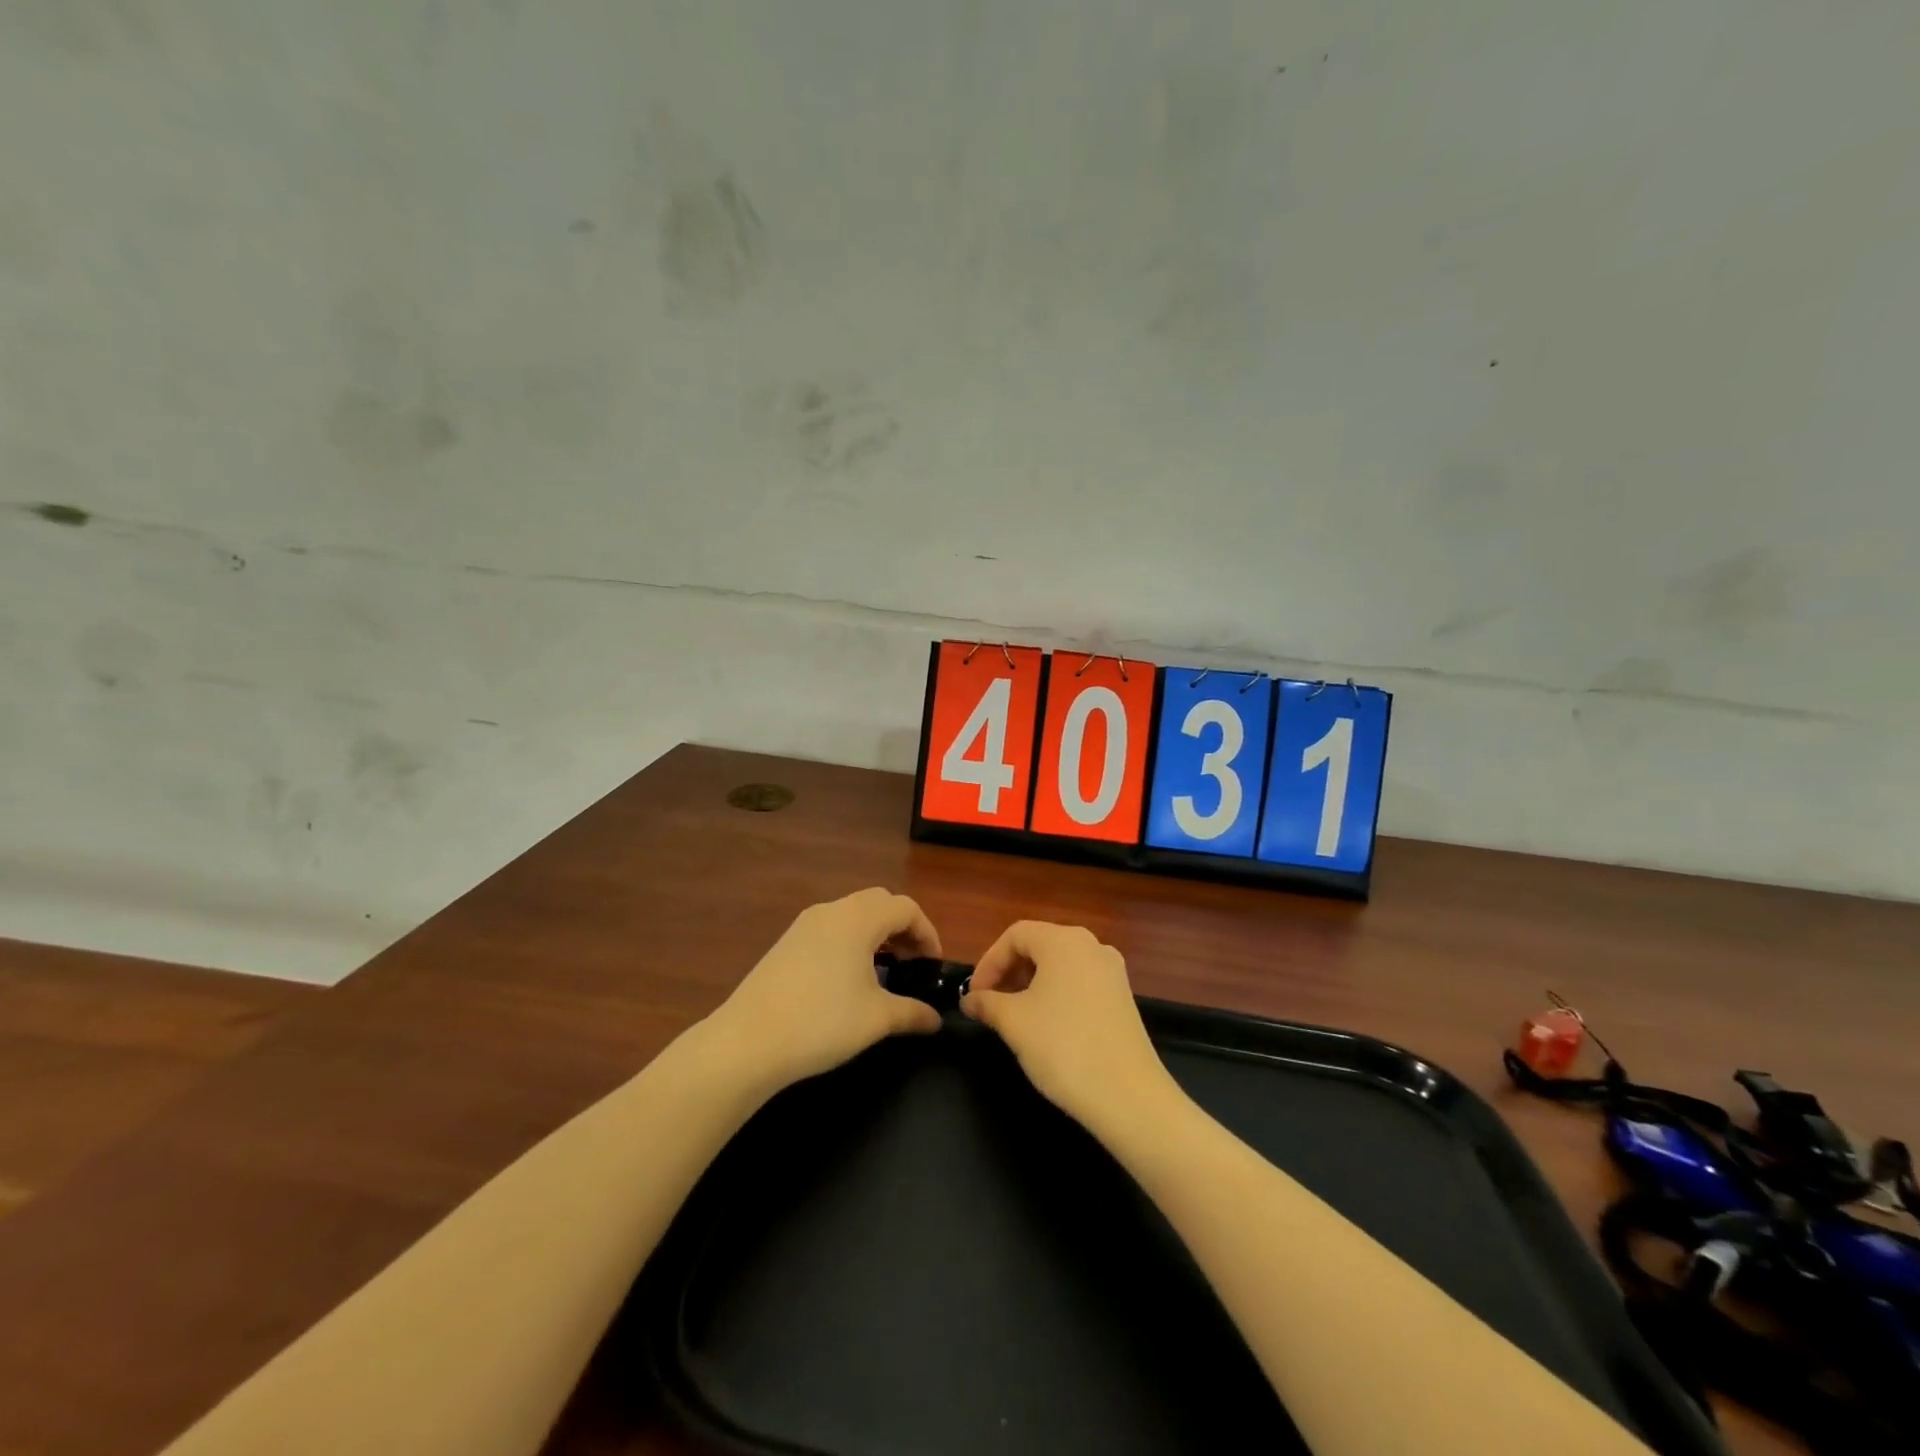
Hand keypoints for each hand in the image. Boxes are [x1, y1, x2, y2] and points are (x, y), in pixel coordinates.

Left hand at [704, 888, 944, 1092]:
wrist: (747, 1042)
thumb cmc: (822, 1023)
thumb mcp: (877, 1019)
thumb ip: (912, 1013)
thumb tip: (936, 1019)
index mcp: (858, 918)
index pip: (906, 908)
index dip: (927, 933)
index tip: (933, 966)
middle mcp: (832, 911)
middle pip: (879, 903)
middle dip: (902, 927)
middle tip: (912, 963)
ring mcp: (805, 925)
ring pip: (852, 914)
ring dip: (875, 933)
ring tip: (884, 971)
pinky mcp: (786, 943)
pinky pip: (830, 928)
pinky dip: (851, 941)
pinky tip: (848, 978)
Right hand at [961, 921, 1175, 1136]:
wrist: (1128, 1096)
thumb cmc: (1063, 1046)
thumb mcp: (1014, 1022)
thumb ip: (987, 1003)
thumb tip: (970, 1000)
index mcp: (1064, 940)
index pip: (1015, 935)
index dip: (988, 962)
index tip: (974, 996)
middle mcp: (1091, 945)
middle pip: (1039, 946)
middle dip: (1008, 972)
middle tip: (989, 1005)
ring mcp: (1112, 972)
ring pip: (1059, 966)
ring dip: (1030, 985)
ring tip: (1013, 1017)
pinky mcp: (1122, 998)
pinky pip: (1079, 983)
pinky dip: (1055, 995)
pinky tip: (1045, 1027)